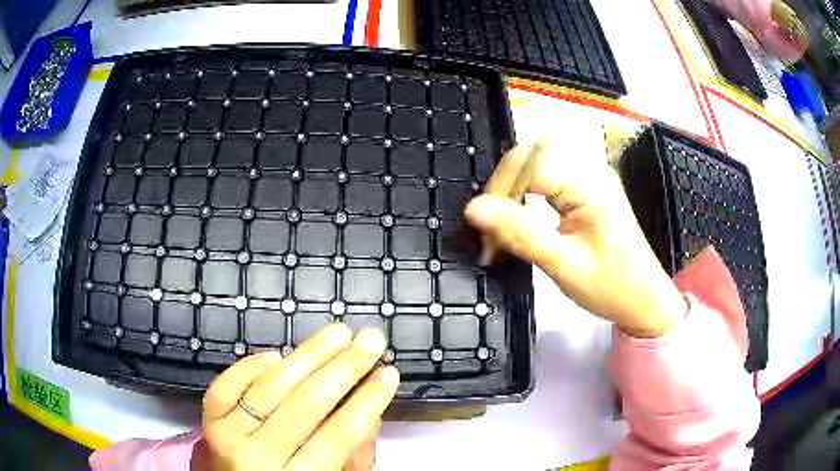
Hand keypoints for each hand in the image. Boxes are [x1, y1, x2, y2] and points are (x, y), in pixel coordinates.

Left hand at [200, 325, 398, 469]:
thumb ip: (351, 457)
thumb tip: (370, 410)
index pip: (337, 436)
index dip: (367, 401)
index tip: (389, 372)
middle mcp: (257, 458)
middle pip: (305, 405)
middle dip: (344, 368)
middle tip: (370, 340)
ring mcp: (227, 435)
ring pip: (269, 387)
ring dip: (307, 355)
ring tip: (338, 333)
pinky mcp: (208, 421)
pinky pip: (227, 385)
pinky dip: (252, 365)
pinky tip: (279, 355)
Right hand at [465, 143, 686, 336]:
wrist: (644, 301)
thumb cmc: (611, 287)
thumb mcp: (563, 265)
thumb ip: (520, 234)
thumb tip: (474, 210)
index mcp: (589, 184)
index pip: (529, 163)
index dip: (501, 190)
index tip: (487, 230)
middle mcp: (591, 172)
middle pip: (531, 157)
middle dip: (505, 188)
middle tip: (493, 227)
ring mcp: (590, 179)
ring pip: (536, 166)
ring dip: (514, 192)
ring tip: (505, 226)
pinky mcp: (587, 191)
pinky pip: (548, 179)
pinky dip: (528, 196)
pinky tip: (523, 220)